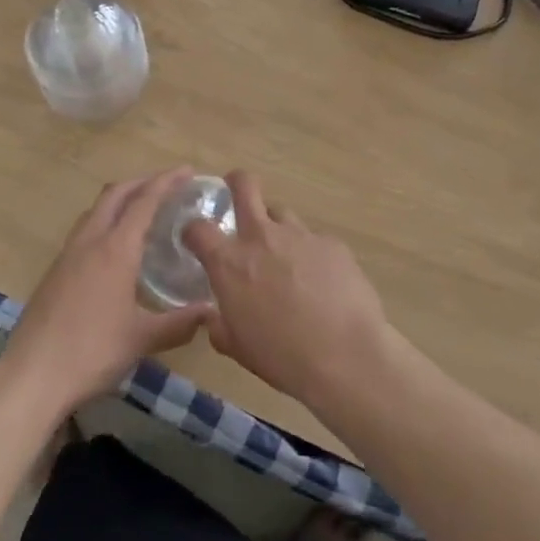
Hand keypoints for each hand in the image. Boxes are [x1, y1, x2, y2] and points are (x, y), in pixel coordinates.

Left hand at [3, 167, 211, 416]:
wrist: (32, 374)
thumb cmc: (92, 352)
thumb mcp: (141, 339)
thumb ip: (178, 323)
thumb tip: (211, 312)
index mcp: (115, 249)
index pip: (144, 201)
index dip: (167, 182)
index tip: (187, 171)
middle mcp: (90, 240)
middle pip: (116, 194)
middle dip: (142, 182)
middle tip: (168, 185)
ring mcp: (68, 253)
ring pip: (97, 209)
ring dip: (121, 199)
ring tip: (143, 210)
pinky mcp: (55, 270)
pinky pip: (85, 229)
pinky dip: (106, 220)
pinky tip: (114, 246)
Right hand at [184, 171, 394, 410]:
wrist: (346, 357)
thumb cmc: (283, 357)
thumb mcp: (238, 348)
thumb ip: (219, 326)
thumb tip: (213, 317)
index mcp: (230, 262)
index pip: (198, 228)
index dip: (193, 231)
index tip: (196, 240)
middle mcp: (262, 236)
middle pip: (244, 185)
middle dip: (236, 183)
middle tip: (237, 195)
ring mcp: (300, 235)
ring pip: (281, 213)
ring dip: (276, 228)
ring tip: (285, 255)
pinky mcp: (331, 243)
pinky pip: (313, 240)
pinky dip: (310, 254)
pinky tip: (321, 281)